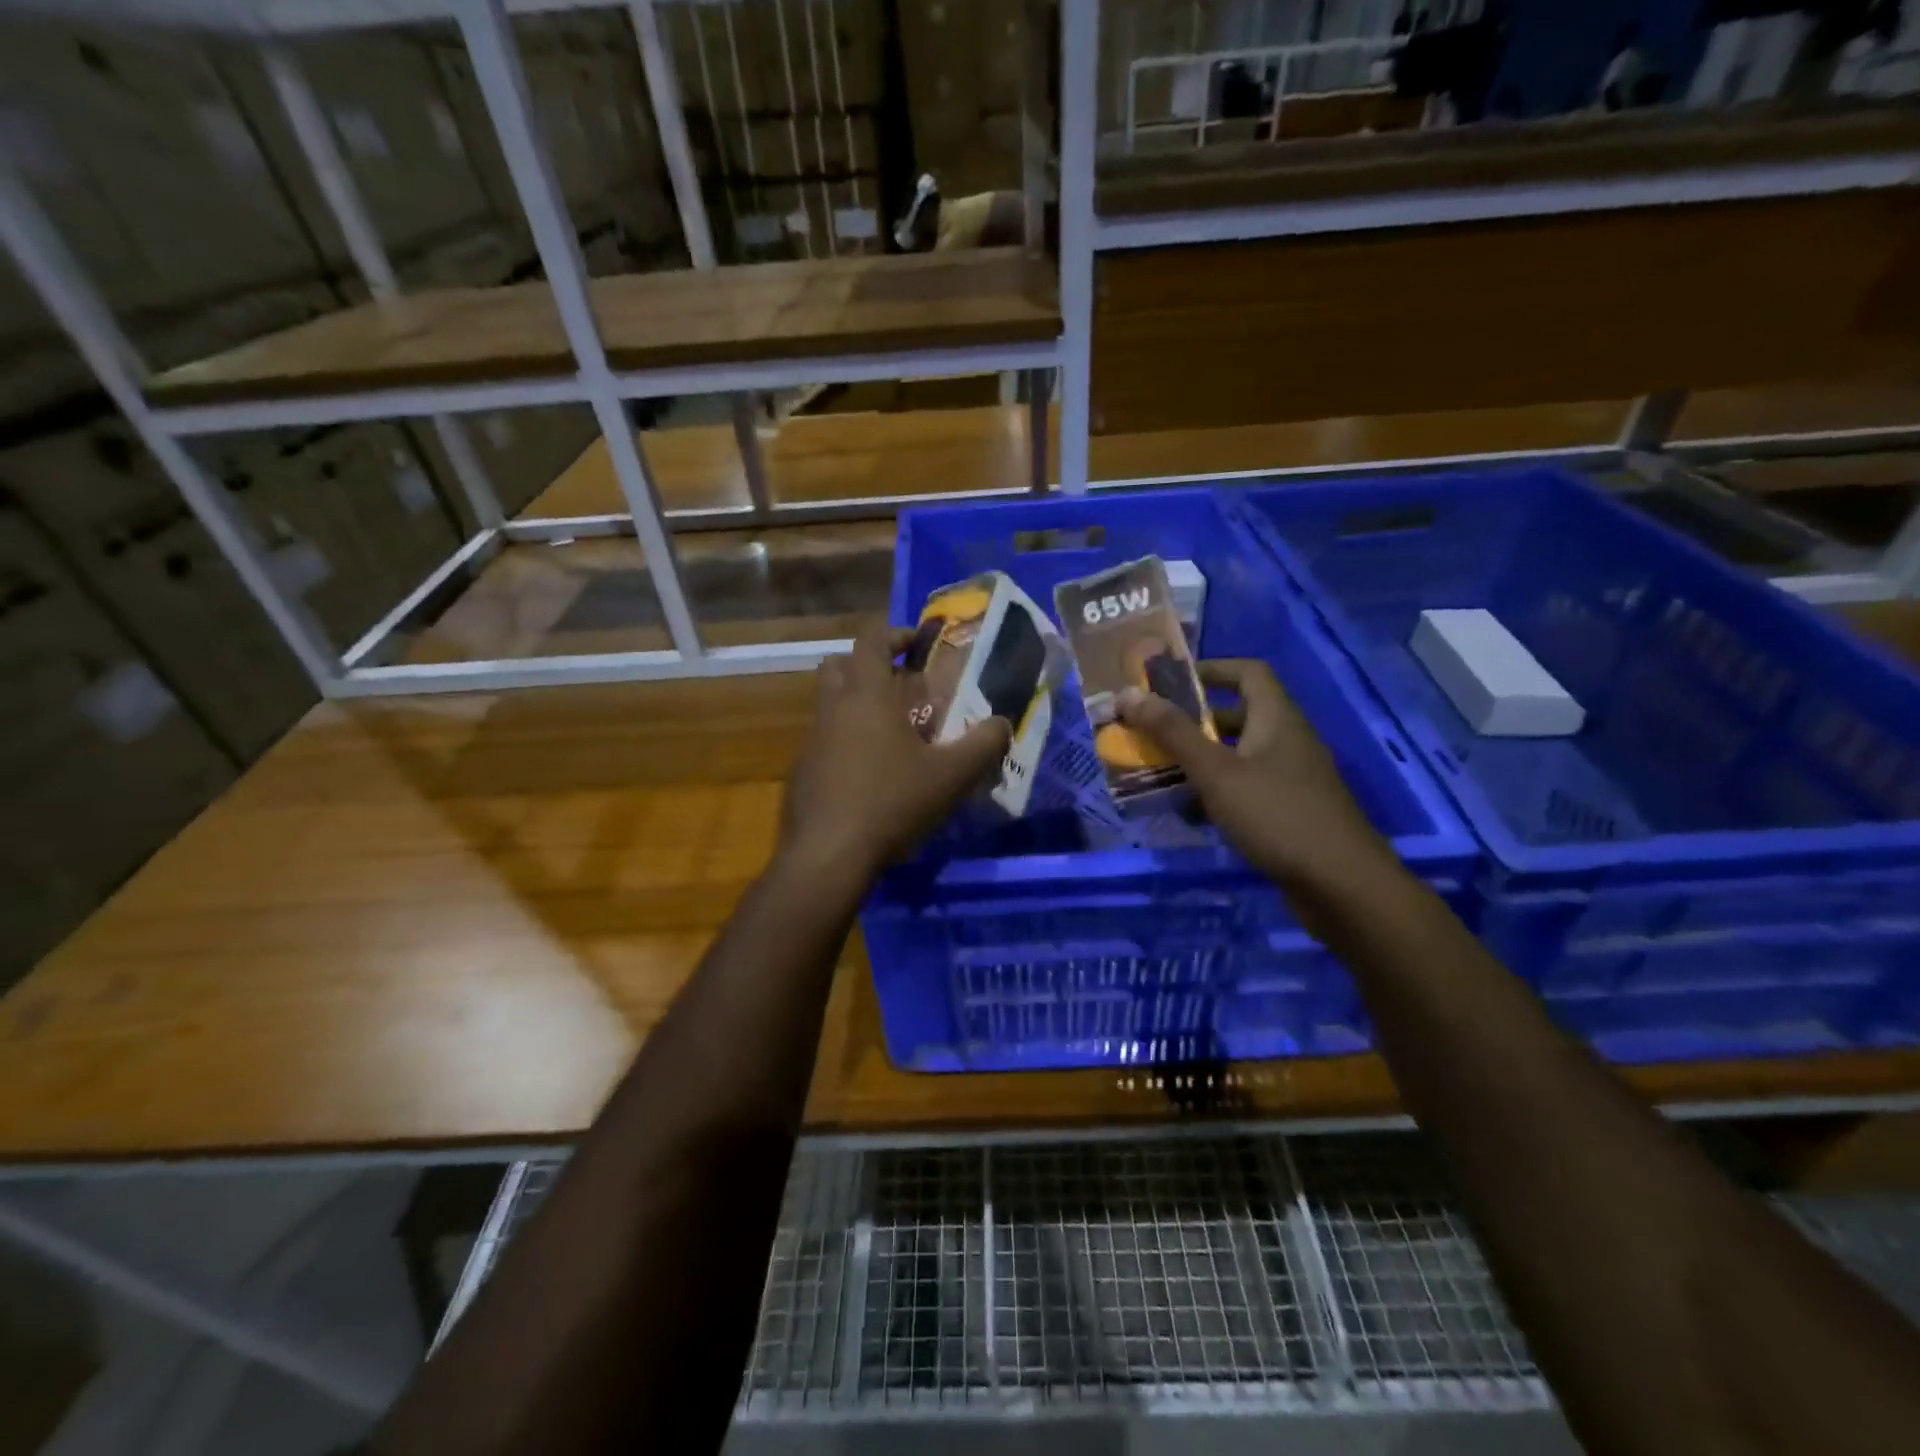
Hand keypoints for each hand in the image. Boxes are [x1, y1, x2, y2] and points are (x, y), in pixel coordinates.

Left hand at [778, 621, 1011, 887]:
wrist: (829, 855)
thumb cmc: (892, 802)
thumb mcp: (951, 776)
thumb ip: (984, 744)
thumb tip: (1003, 724)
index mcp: (866, 695)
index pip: (871, 639)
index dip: (896, 633)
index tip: (918, 644)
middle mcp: (833, 708)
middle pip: (839, 664)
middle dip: (868, 666)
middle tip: (900, 687)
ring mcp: (812, 740)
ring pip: (829, 704)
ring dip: (857, 706)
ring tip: (893, 735)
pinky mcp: (802, 771)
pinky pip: (825, 741)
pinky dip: (846, 742)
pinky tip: (871, 776)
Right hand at [1117, 659, 1393, 892]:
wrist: (1341, 886)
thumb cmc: (1277, 816)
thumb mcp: (1217, 772)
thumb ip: (1173, 733)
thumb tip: (1128, 693)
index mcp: (1277, 719)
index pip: (1248, 672)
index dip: (1211, 669)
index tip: (1170, 682)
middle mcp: (1287, 742)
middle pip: (1238, 715)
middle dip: (1194, 721)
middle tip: (1153, 730)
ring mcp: (1291, 779)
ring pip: (1239, 756)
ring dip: (1201, 760)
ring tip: (1159, 771)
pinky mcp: (1289, 812)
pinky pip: (1246, 788)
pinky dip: (1217, 792)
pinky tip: (1190, 813)